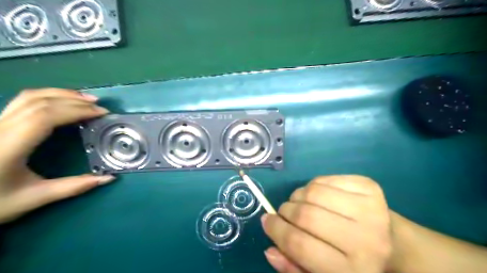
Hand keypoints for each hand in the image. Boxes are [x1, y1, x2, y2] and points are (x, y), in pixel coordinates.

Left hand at [0, 87, 114, 223]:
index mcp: (7, 147)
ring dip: (61, 94)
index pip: (44, 117)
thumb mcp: (34, 198)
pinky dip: (48, 97)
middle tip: (99, 106)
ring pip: (28, 97)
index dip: (76, 111)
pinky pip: (23, 101)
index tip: (101, 114)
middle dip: (73, 100)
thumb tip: (108, 178)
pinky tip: (62, 102)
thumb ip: (73, 186)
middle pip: (39, 102)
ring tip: (85, 99)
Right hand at [262, 176, 390, 271]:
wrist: (394, 245)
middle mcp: (365, 239)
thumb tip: (270, 249)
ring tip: (300, 204)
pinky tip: (318, 196)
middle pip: (306, 215)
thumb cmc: (353, 263)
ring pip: (313, 192)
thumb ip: (294, 268)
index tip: (267, 221)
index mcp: (352, 270)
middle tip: (283, 213)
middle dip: (285, 211)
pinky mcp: (368, 187)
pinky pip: (324, 179)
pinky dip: (313, 186)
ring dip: (297, 196)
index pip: (300, 244)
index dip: (277, 230)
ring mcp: (370, 208)